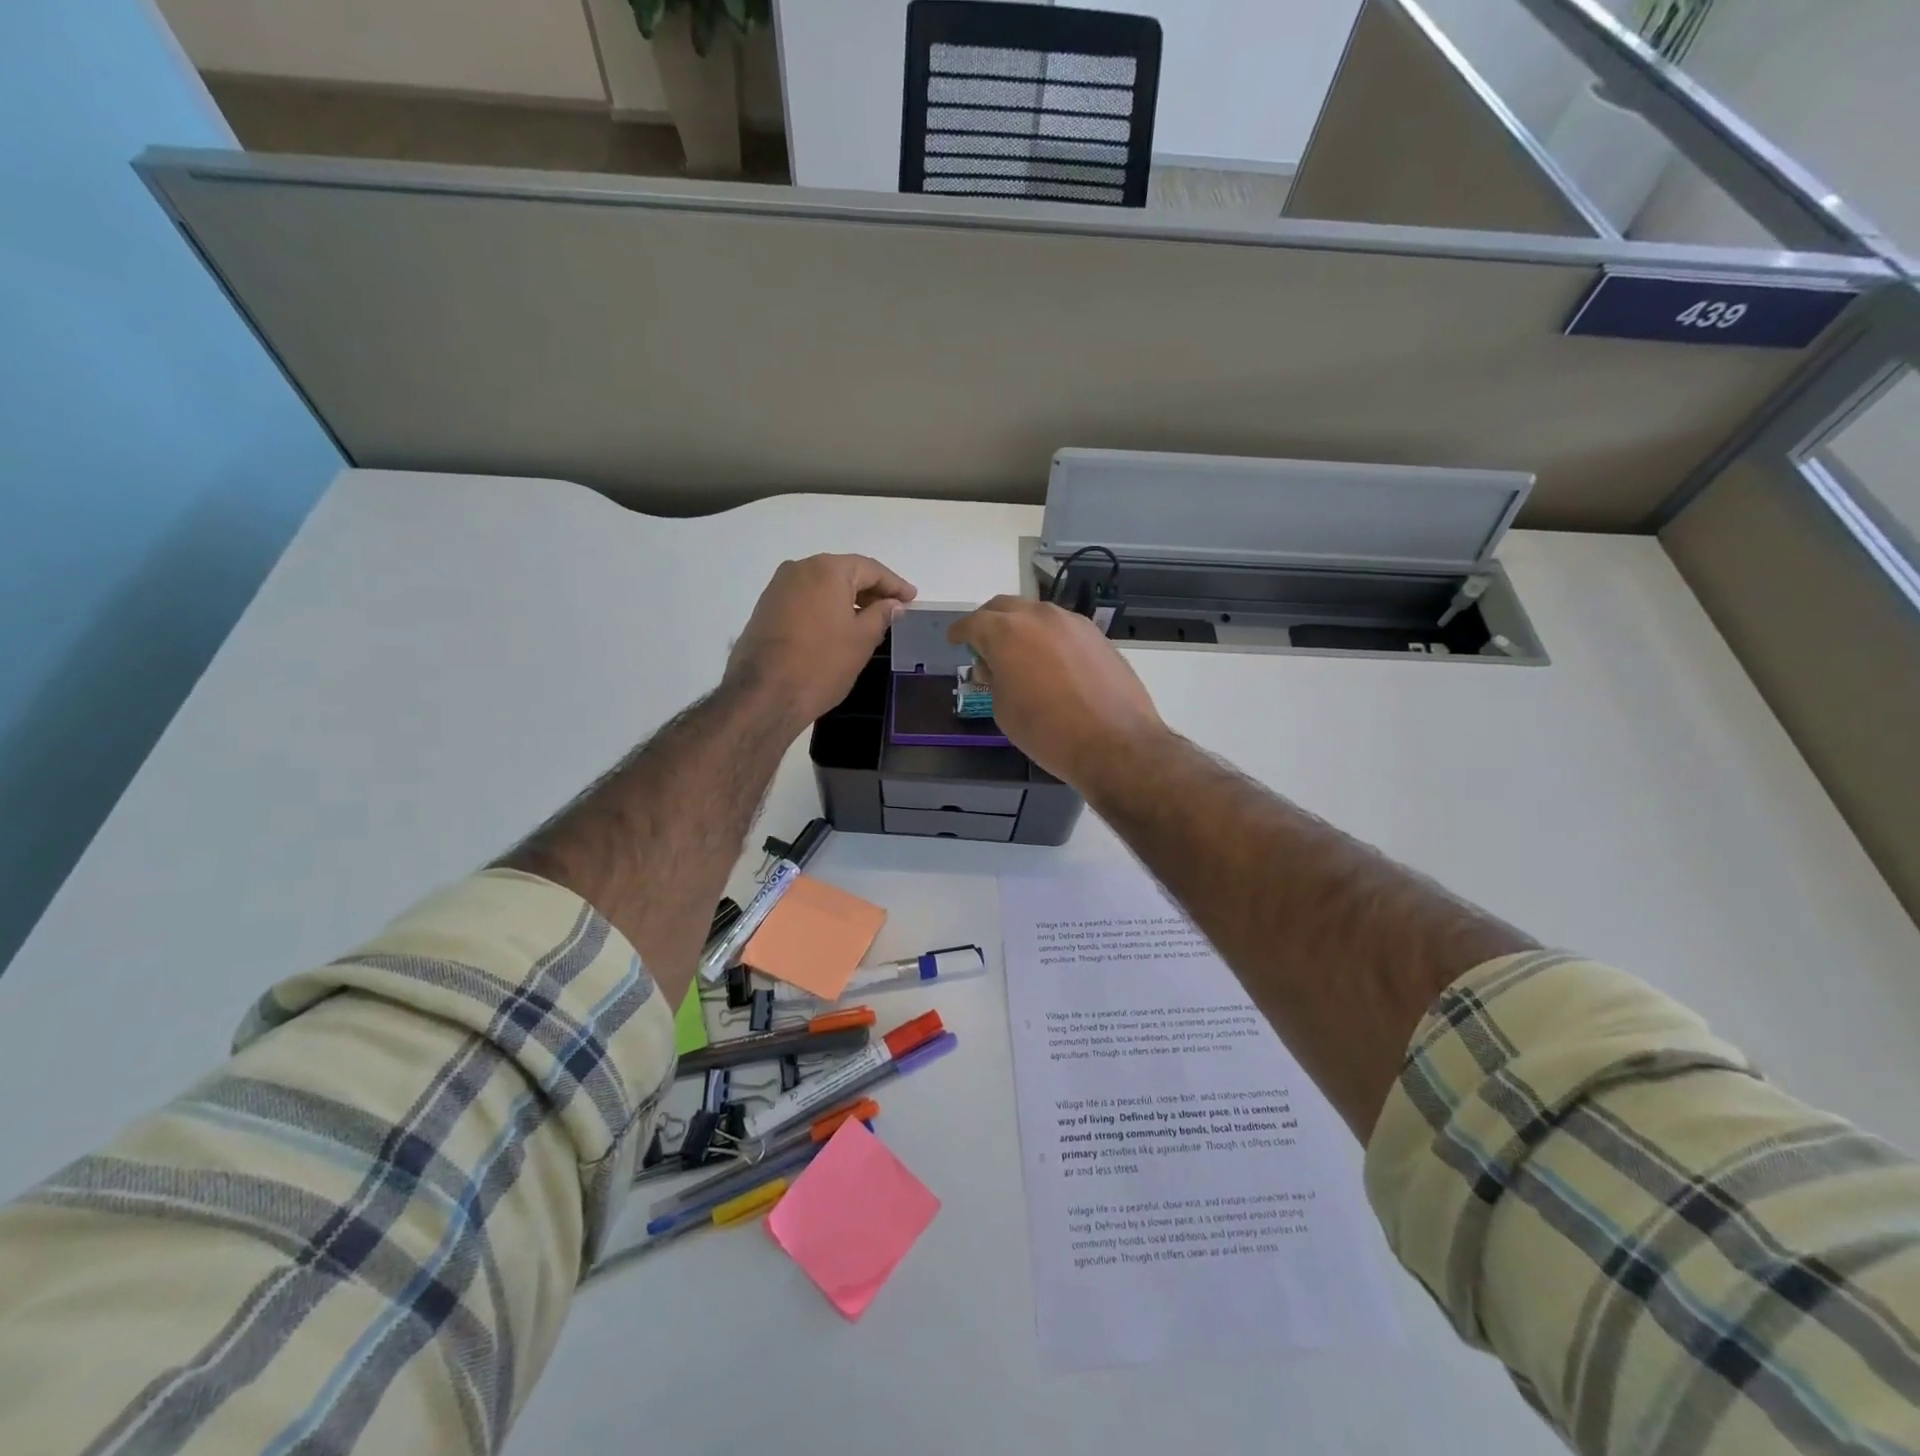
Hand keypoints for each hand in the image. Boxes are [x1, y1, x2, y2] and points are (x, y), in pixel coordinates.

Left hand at [727, 555, 916, 726]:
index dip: (894, 584)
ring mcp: (778, 587)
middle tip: (893, 608)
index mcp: (827, 569)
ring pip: (823, 586)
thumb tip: (892, 604)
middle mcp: (799, 568)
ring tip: (868, 619)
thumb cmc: (822, 664)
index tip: (911, 598)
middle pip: (844, 573)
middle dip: (870, 590)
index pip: (870, 569)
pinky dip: (825, 607)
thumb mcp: (862, 640)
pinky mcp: (766, 607)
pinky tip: (838, 626)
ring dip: (847, 599)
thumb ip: (881, 615)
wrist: (764, 694)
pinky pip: (805, 598)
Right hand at [947, 597, 1164, 785]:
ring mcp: (1072, 622)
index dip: (961, 632)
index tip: (955, 639)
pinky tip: (1050, 661)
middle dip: (989, 622)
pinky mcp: (1097, 636)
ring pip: (1036, 614)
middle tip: (983, 643)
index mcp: (1007, 632)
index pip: (974, 622)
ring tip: (1019, 654)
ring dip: (1021, 627)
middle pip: (1005, 607)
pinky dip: (1048, 637)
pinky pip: (1062, 627)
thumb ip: (994, 679)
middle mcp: (1039, 616)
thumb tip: (995, 666)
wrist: (1114, 742)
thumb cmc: (1047, 731)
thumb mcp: (1004, 709)